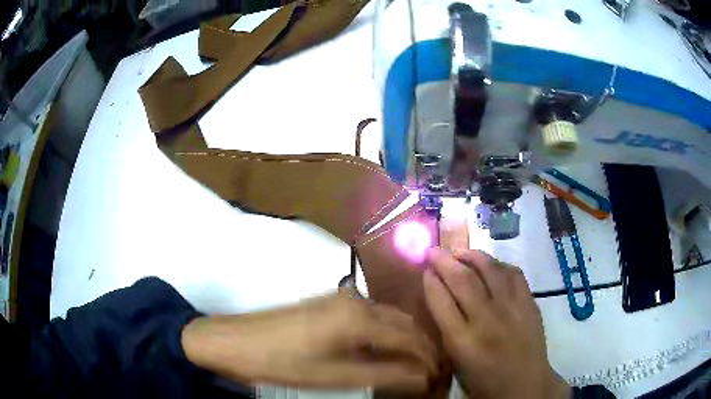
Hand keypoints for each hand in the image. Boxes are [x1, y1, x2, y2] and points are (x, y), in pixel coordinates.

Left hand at [181, 292, 437, 391]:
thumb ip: (383, 375)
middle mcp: (355, 300)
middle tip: (431, 371)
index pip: (409, 338)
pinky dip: (385, 334)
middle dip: (421, 347)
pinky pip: (370, 316)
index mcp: (359, 317)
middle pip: (403, 323)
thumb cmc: (283, 363)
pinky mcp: (328, 304)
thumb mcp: (334, 376)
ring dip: (404, 339)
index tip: (439, 377)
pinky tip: (383, 351)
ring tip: (413, 364)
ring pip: (387, 318)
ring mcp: (340, 299)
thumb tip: (422, 377)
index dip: (428, 359)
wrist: (234, 341)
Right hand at [423, 248, 569, 398]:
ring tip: (460, 251)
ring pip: (489, 270)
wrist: (524, 384)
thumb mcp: (457, 361)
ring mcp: (511, 308)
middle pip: (462, 280)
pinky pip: (513, 273)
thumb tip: (439, 295)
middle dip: (444, 261)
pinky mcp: (529, 303)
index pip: (440, 301)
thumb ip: (446, 329)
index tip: (425, 270)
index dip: (430, 281)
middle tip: (435, 251)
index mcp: (462, 342)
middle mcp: (486, 320)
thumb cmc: (484, 379)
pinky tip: (490, 264)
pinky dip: (498, 264)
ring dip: (471, 255)